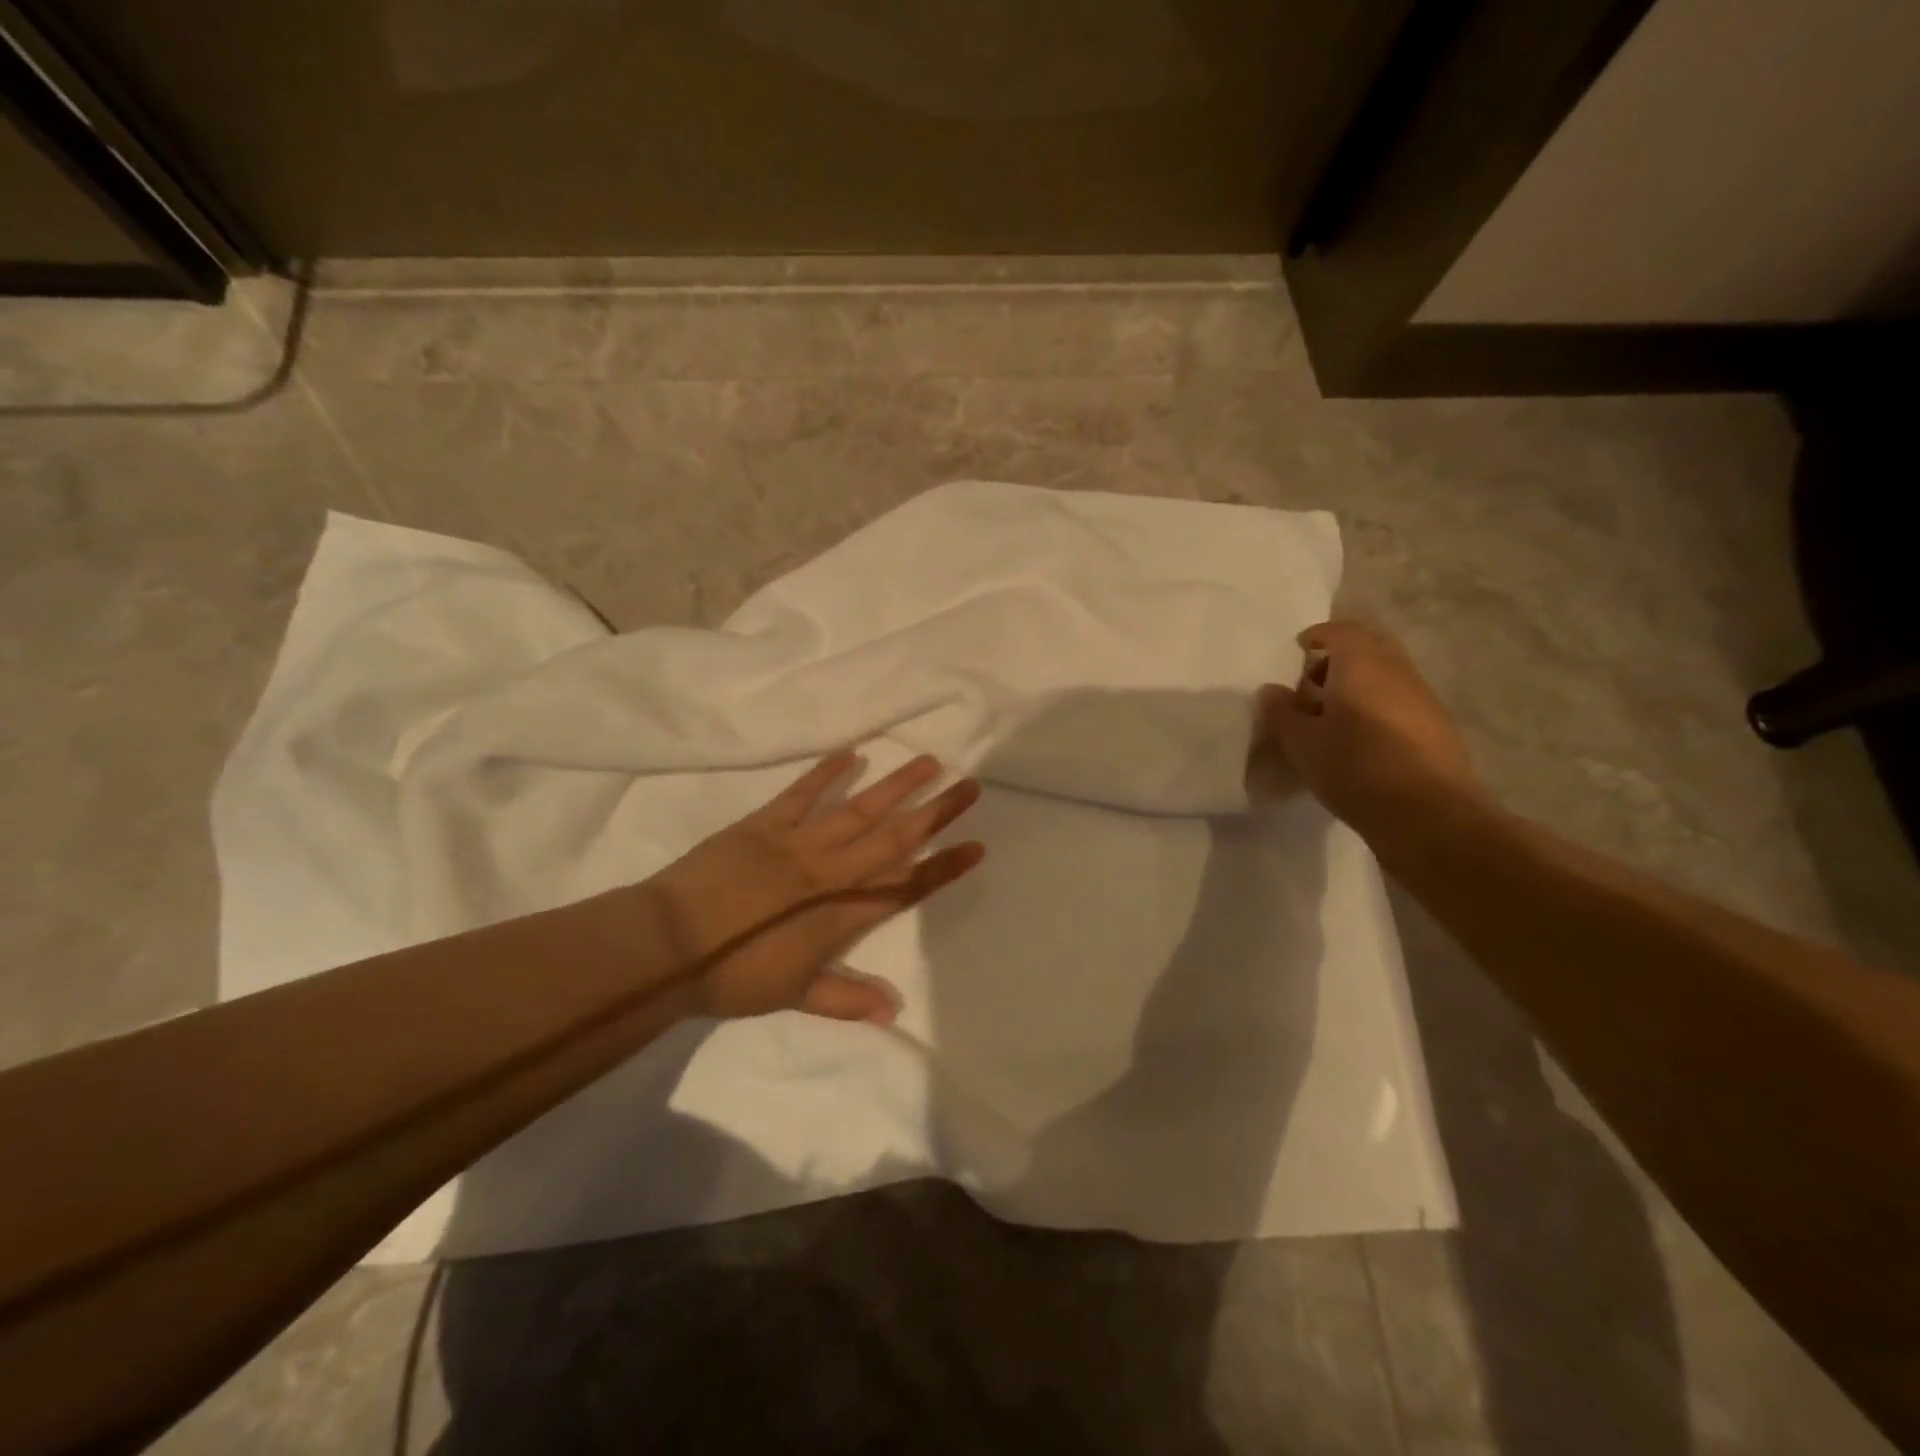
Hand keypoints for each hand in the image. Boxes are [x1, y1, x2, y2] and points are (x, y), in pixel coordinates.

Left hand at [643, 751, 983, 1024]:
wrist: (669, 945)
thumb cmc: (732, 976)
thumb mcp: (792, 995)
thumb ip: (845, 998)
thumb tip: (891, 1010)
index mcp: (842, 913)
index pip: (906, 886)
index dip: (943, 867)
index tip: (975, 846)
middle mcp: (831, 871)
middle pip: (894, 837)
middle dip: (935, 812)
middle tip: (969, 785)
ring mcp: (798, 842)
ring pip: (858, 808)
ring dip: (896, 785)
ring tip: (929, 761)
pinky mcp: (764, 824)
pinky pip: (801, 793)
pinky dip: (826, 773)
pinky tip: (852, 753)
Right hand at [1255, 621, 1479, 842]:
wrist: (1427, 813)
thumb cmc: (1355, 768)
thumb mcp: (1303, 743)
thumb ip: (1282, 712)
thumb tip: (1271, 690)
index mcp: (1362, 665)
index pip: (1342, 631)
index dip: (1319, 635)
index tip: (1299, 648)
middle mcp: (1397, 671)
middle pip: (1370, 647)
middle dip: (1340, 656)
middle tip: (1313, 681)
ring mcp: (1422, 698)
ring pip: (1387, 674)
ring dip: (1359, 683)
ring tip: (1331, 715)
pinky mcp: (1436, 727)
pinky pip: (1399, 700)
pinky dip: (1377, 705)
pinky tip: (1360, 738)